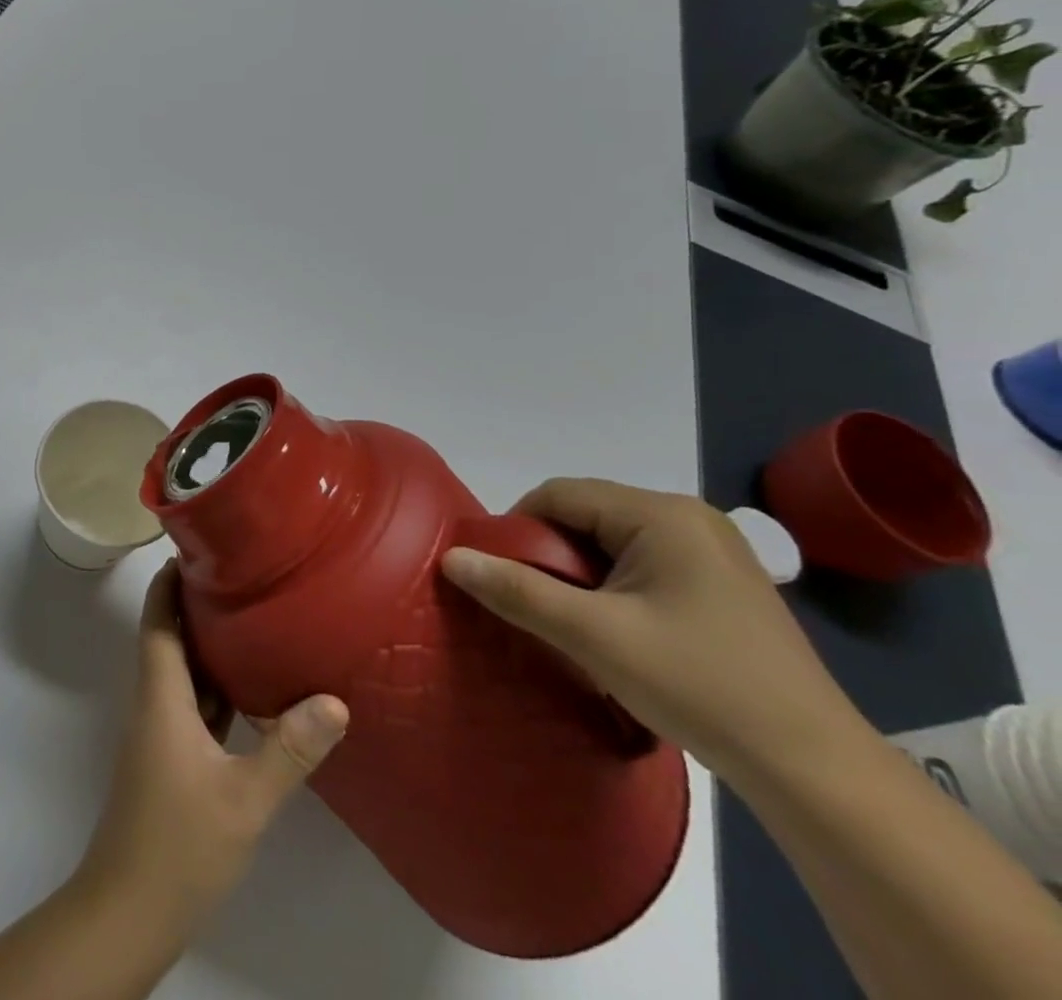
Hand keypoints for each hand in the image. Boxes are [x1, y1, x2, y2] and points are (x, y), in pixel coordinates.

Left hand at [77, 562, 348, 930]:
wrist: (129, 911)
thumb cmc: (179, 844)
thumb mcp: (244, 798)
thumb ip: (288, 750)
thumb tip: (334, 701)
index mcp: (162, 695)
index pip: (159, 619)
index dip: (169, 580)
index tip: (195, 547)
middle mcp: (157, 704)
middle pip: (171, 637)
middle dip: (197, 603)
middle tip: (241, 573)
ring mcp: (164, 734)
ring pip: (185, 672)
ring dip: (209, 644)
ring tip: (253, 615)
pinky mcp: (174, 760)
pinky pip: (196, 706)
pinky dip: (218, 687)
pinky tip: (253, 688)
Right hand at [441, 478, 858, 783]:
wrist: (814, 770)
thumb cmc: (698, 686)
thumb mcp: (593, 637)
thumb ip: (517, 591)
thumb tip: (452, 558)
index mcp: (661, 514)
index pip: (560, 495)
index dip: (517, 528)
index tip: (500, 576)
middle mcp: (688, 517)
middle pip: (586, 515)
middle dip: (549, 554)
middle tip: (535, 605)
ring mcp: (712, 550)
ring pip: (612, 541)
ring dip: (580, 574)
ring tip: (572, 622)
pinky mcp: (723, 584)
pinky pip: (643, 564)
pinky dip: (613, 587)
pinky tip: (617, 631)